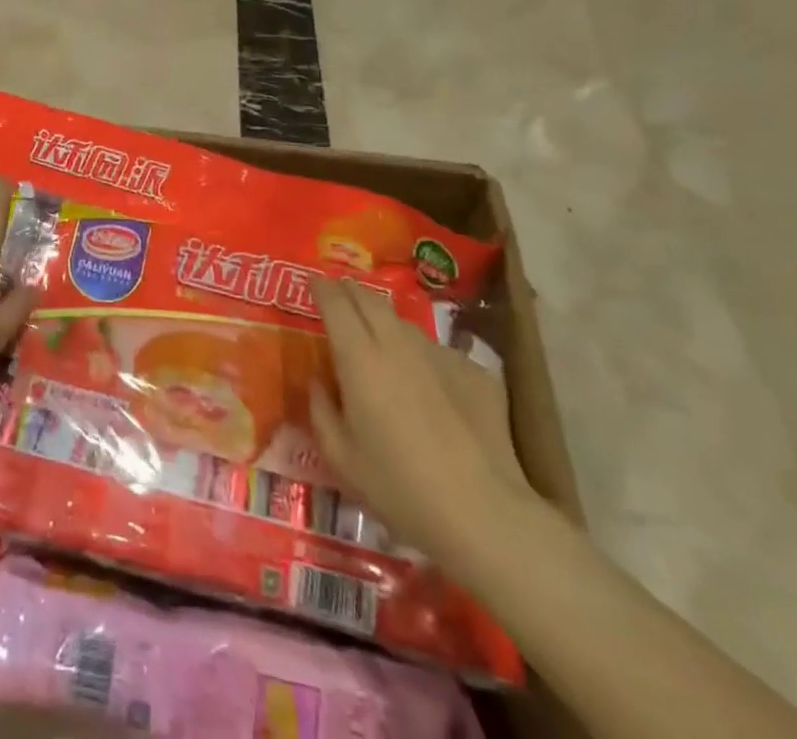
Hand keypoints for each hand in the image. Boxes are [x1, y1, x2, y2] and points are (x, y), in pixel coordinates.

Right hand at [308, 277, 537, 566]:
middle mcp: (398, 343)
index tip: (312, 283)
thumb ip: (321, 410)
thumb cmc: (400, 488)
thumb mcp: (341, 458)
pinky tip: (428, 387)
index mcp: (359, 357)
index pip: (336, 302)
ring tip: (380, 341)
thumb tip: (319, 381)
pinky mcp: (474, 371)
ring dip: (386, 323)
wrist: (484, 514)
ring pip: (405, 324)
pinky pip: (439, 352)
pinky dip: (423, 358)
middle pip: (370, 298)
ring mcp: (440, 354)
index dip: (321, 287)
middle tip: (339, 295)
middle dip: (350, 290)